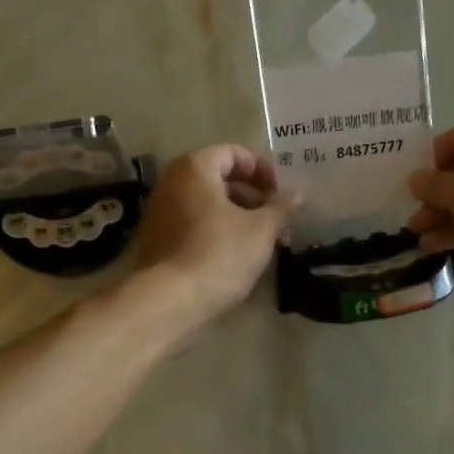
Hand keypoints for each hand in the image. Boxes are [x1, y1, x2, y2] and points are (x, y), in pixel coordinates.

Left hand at [132, 144, 298, 335]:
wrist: (169, 300)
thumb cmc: (219, 254)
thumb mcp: (261, 230)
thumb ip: (280, 208)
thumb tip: (298, 194)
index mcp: (195, 168)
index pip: (233, 153)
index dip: (262, 169)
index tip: (280, 193)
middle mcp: (171, 181)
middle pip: (217, 176)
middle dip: (249, 193)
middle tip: (273, 216)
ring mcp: (159, 211)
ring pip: (204, 202)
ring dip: (233, 213)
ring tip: (258, 237)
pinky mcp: (155, 239)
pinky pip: (191, 223)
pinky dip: (214, 229)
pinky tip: (233, 253)